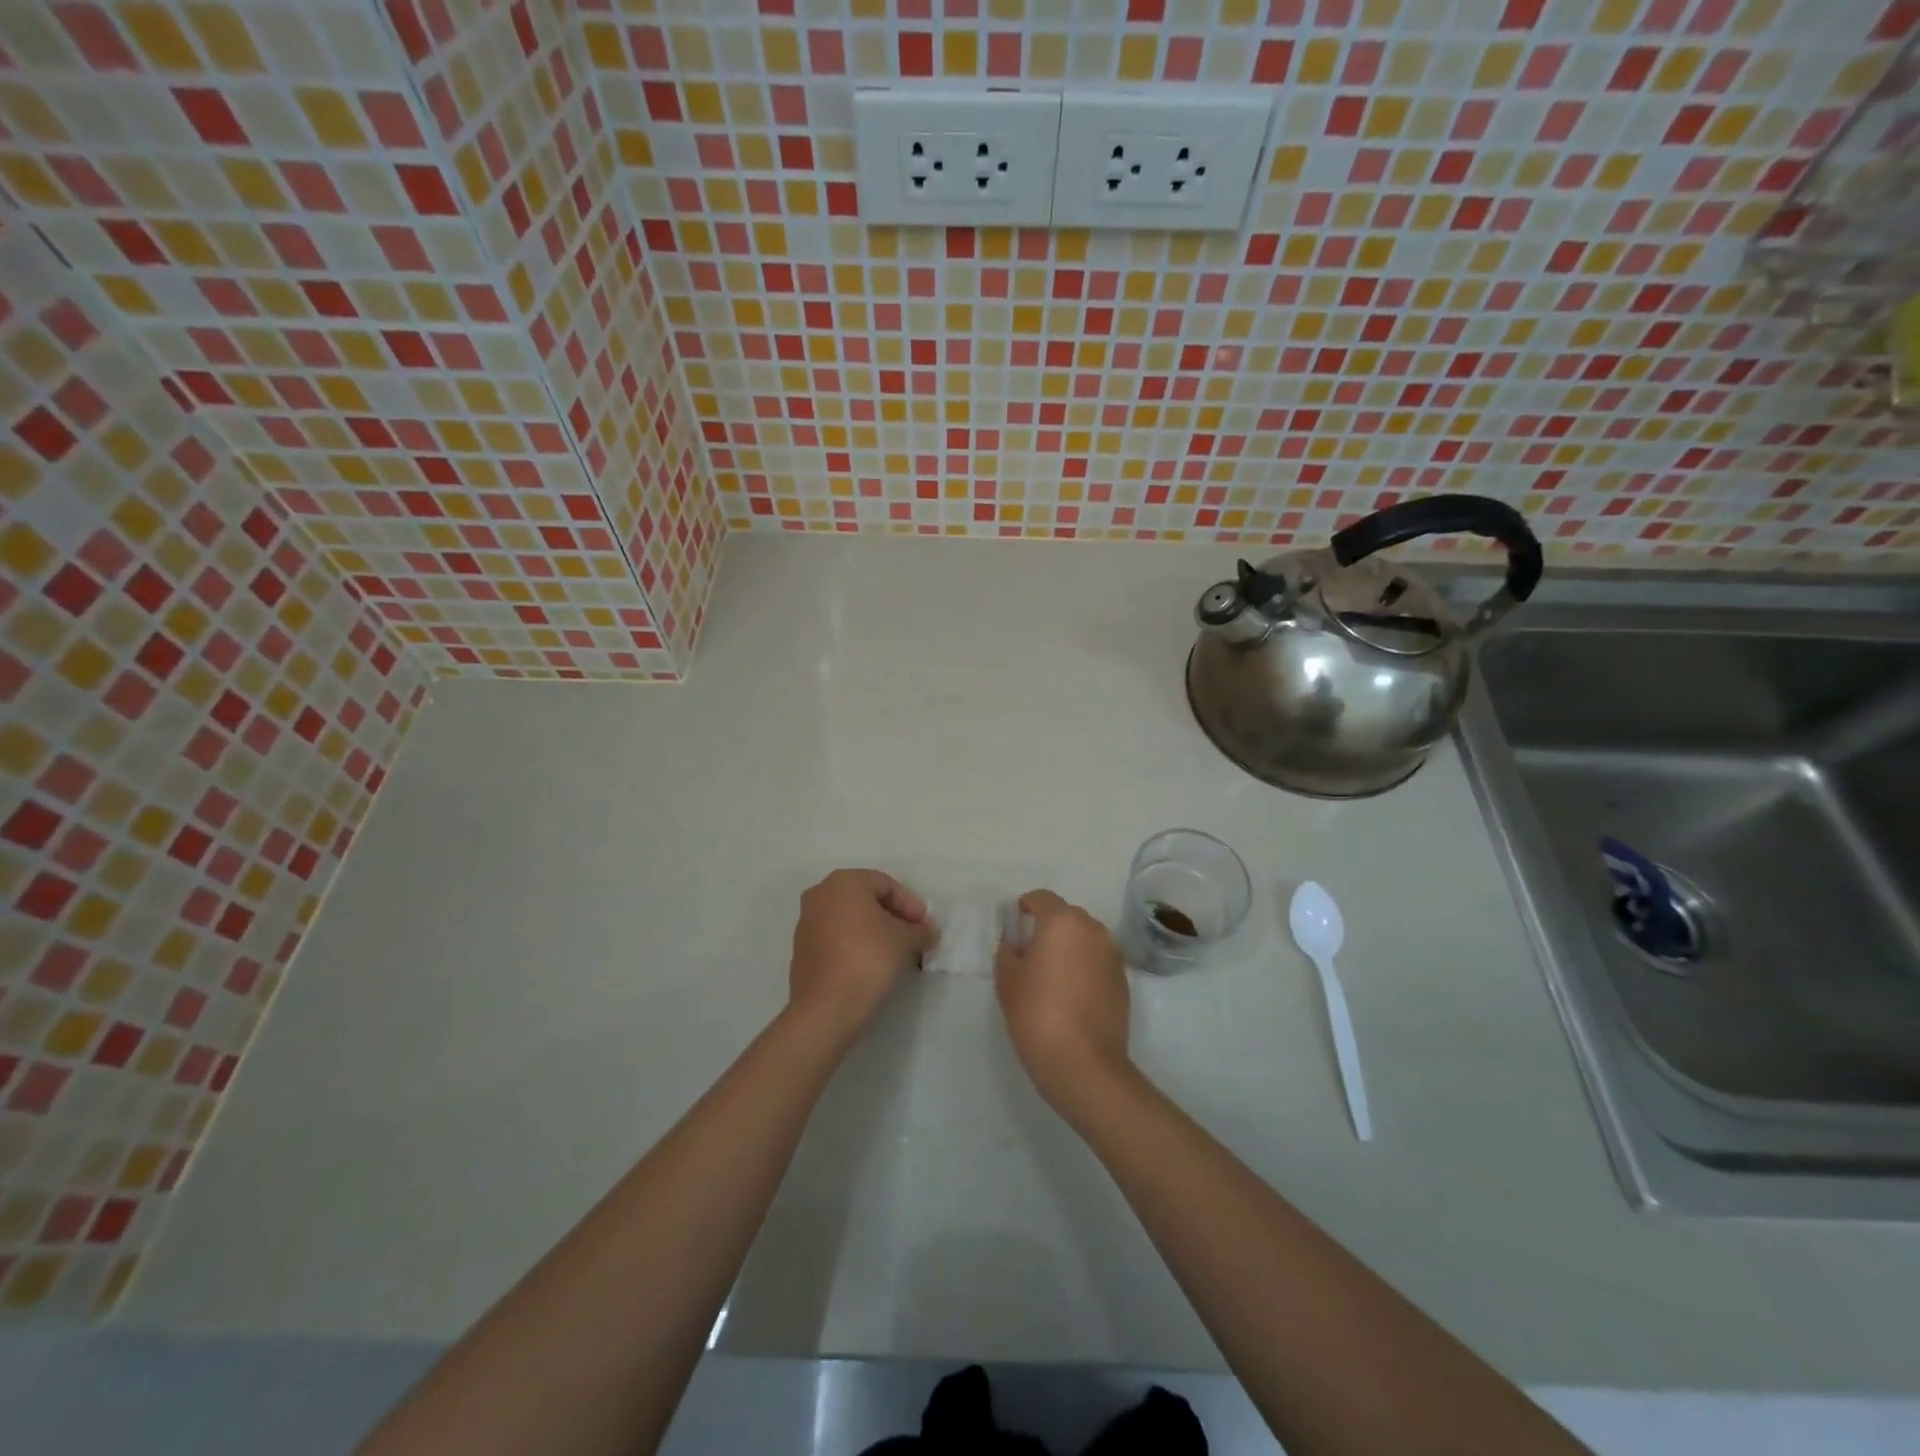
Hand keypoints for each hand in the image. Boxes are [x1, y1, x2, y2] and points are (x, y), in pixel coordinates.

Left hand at [788, 869, 933, 1041]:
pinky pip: (837, 939)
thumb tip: (927, 932)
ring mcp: (806, 923)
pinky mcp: (802, 951)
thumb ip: (920, 930)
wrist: (826, 1008)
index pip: (887, 884)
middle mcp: (820, 894)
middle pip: (867, 900)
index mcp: (844, 881)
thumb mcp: (906, 940)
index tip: (926, 928)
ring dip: (876, 933)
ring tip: (897, 955)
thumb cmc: (869, 958)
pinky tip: (873, 966)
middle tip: (914, 939)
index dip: (911, 905)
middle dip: (894, 918)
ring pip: (851, 920)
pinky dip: (857, 946)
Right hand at [994, 890, 1131, 1118]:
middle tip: (1029, 951)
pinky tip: (1071, 993)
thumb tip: (1015, 944)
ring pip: (1085, 938)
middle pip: (1066, 916)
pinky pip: (1098, 960)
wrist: (1084, 1064)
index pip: (1042, 898)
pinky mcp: (1123, 980)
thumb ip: (1008, 952)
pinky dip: (1084, 966)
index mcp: (1062, 922)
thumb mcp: (1007, 981)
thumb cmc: (1037, 1015)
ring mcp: (1113, 955)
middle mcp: (1093, 929)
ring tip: (1051, 974)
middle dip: (1048, 927)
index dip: (1025, 906)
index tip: (1014, 922)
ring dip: (1069, 947)